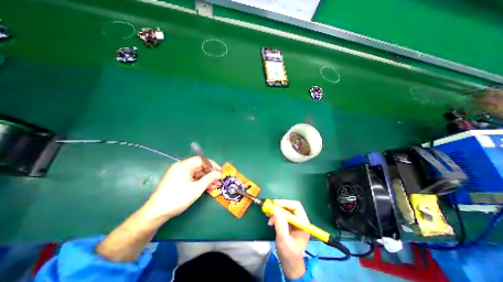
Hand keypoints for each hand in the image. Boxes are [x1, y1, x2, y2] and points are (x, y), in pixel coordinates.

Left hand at [142, 157, 220, 219]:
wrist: (156, 212)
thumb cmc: (178, 198)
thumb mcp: (197, 188)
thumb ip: (209, 179)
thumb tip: (219, 173)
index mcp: (184, 165)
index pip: (201, 160)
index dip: (212, 165)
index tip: (219, 172)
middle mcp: (181, 166)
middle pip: (199, 166)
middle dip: (210, 173)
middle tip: (219, 180)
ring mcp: (179, 173)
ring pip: (197, 173)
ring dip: (206, 178)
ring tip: (215, 185)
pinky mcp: (178, 180)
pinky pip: (192, 177)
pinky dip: (200, 181)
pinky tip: (207, 187)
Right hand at [267, 201, 310, 279]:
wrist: (290, 265)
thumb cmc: (289, 254)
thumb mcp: (283, 240)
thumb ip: (280, 224)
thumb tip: (275, 209)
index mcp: (303, 223)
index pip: (296, 206)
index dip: (285, 203)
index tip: (275, 203)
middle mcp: (300, 220)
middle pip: (290, 207)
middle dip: (279, 207)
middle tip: (269, 208)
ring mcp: (294, 222)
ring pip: (285, 210)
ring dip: (276, 212)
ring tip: (268, 215)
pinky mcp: (289, 224)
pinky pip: (282, 215)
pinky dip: (275, 216)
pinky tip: (270, 221)